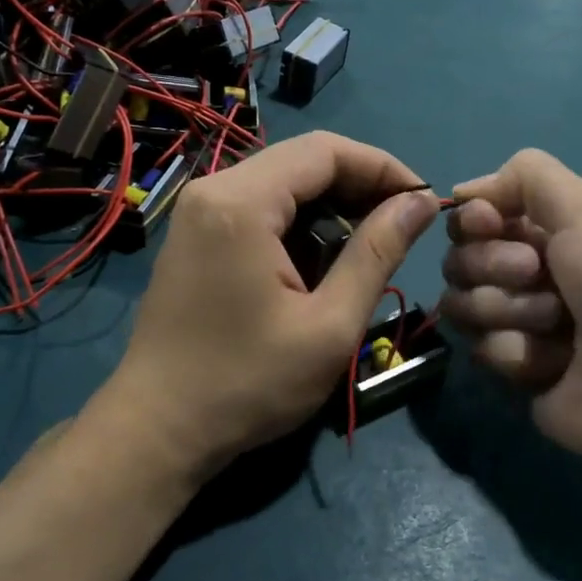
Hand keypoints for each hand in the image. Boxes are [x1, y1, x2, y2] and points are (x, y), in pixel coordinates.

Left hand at [100, 132, 438, 483]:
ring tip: (370, 245)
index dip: (382, 167)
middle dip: (359, 186)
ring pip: (280, 183)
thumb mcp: (330, 325)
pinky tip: (322, 260)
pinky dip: (299, 222)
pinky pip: (257, 207)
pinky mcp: (194, 235)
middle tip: (402, 226)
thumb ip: (378, 253)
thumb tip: (422, 201)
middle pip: (301, 161)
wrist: (158, 430)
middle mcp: (212, 190)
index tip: (422, 201)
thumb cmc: (248, 383)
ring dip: (330, 205)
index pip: (325, 150)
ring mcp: (197, 212)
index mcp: (241, 202)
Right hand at [441, 150, 581, 484]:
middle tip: (536, 274)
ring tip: (557, 324)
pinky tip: (557, 363)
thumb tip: (465, 191)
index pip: (473, 216)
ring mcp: (517, 323)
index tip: (490, 224)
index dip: (472, 219)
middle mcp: (527, 272)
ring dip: (509, 308)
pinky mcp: (515, 370)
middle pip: (459, 258)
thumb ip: (526, 175)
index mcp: (548, 230)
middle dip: (493, 264)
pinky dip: (519, 351)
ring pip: (462, 303)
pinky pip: (482, 349)